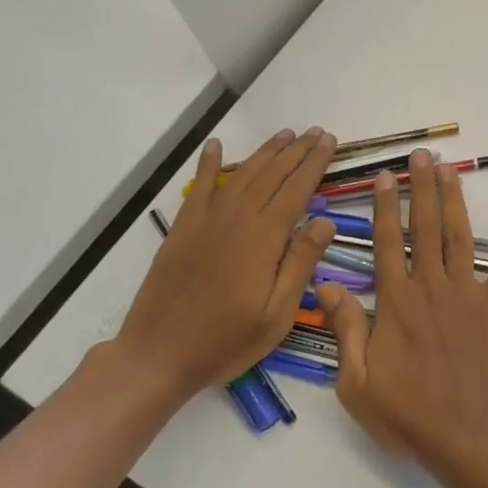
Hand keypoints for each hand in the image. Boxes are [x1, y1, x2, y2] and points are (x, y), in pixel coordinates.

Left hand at [107, 129, 337, 403]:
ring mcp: (206, 222)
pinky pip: (199, 188)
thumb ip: (300, 264)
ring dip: (265, 152)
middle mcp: (236, 221)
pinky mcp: (183, 230)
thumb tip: (325, 220)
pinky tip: (215, 145)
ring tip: (286, 134)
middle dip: (296, 151)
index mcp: (264, 240)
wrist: (157, 356)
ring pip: (242, 176)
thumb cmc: (226, 341)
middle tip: (316, 132)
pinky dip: (209, 164)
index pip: (296, 190)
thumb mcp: (276, 314)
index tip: (330, 142)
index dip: (314, 164)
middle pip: (271, 175)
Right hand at [320, 150, 487, 476]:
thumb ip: (345, 329)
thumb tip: (326, 284)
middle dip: (421, 188)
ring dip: (454, 199)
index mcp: (396, 302)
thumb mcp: (357, 382)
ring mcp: (468, 292)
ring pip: (459, 235)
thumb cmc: (408, 414)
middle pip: (425, 227)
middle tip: (420, 157)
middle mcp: (431, 286)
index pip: (387, 242)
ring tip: (449, 169)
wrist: (469, 434)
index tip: (386, 177)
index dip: (386, 207)